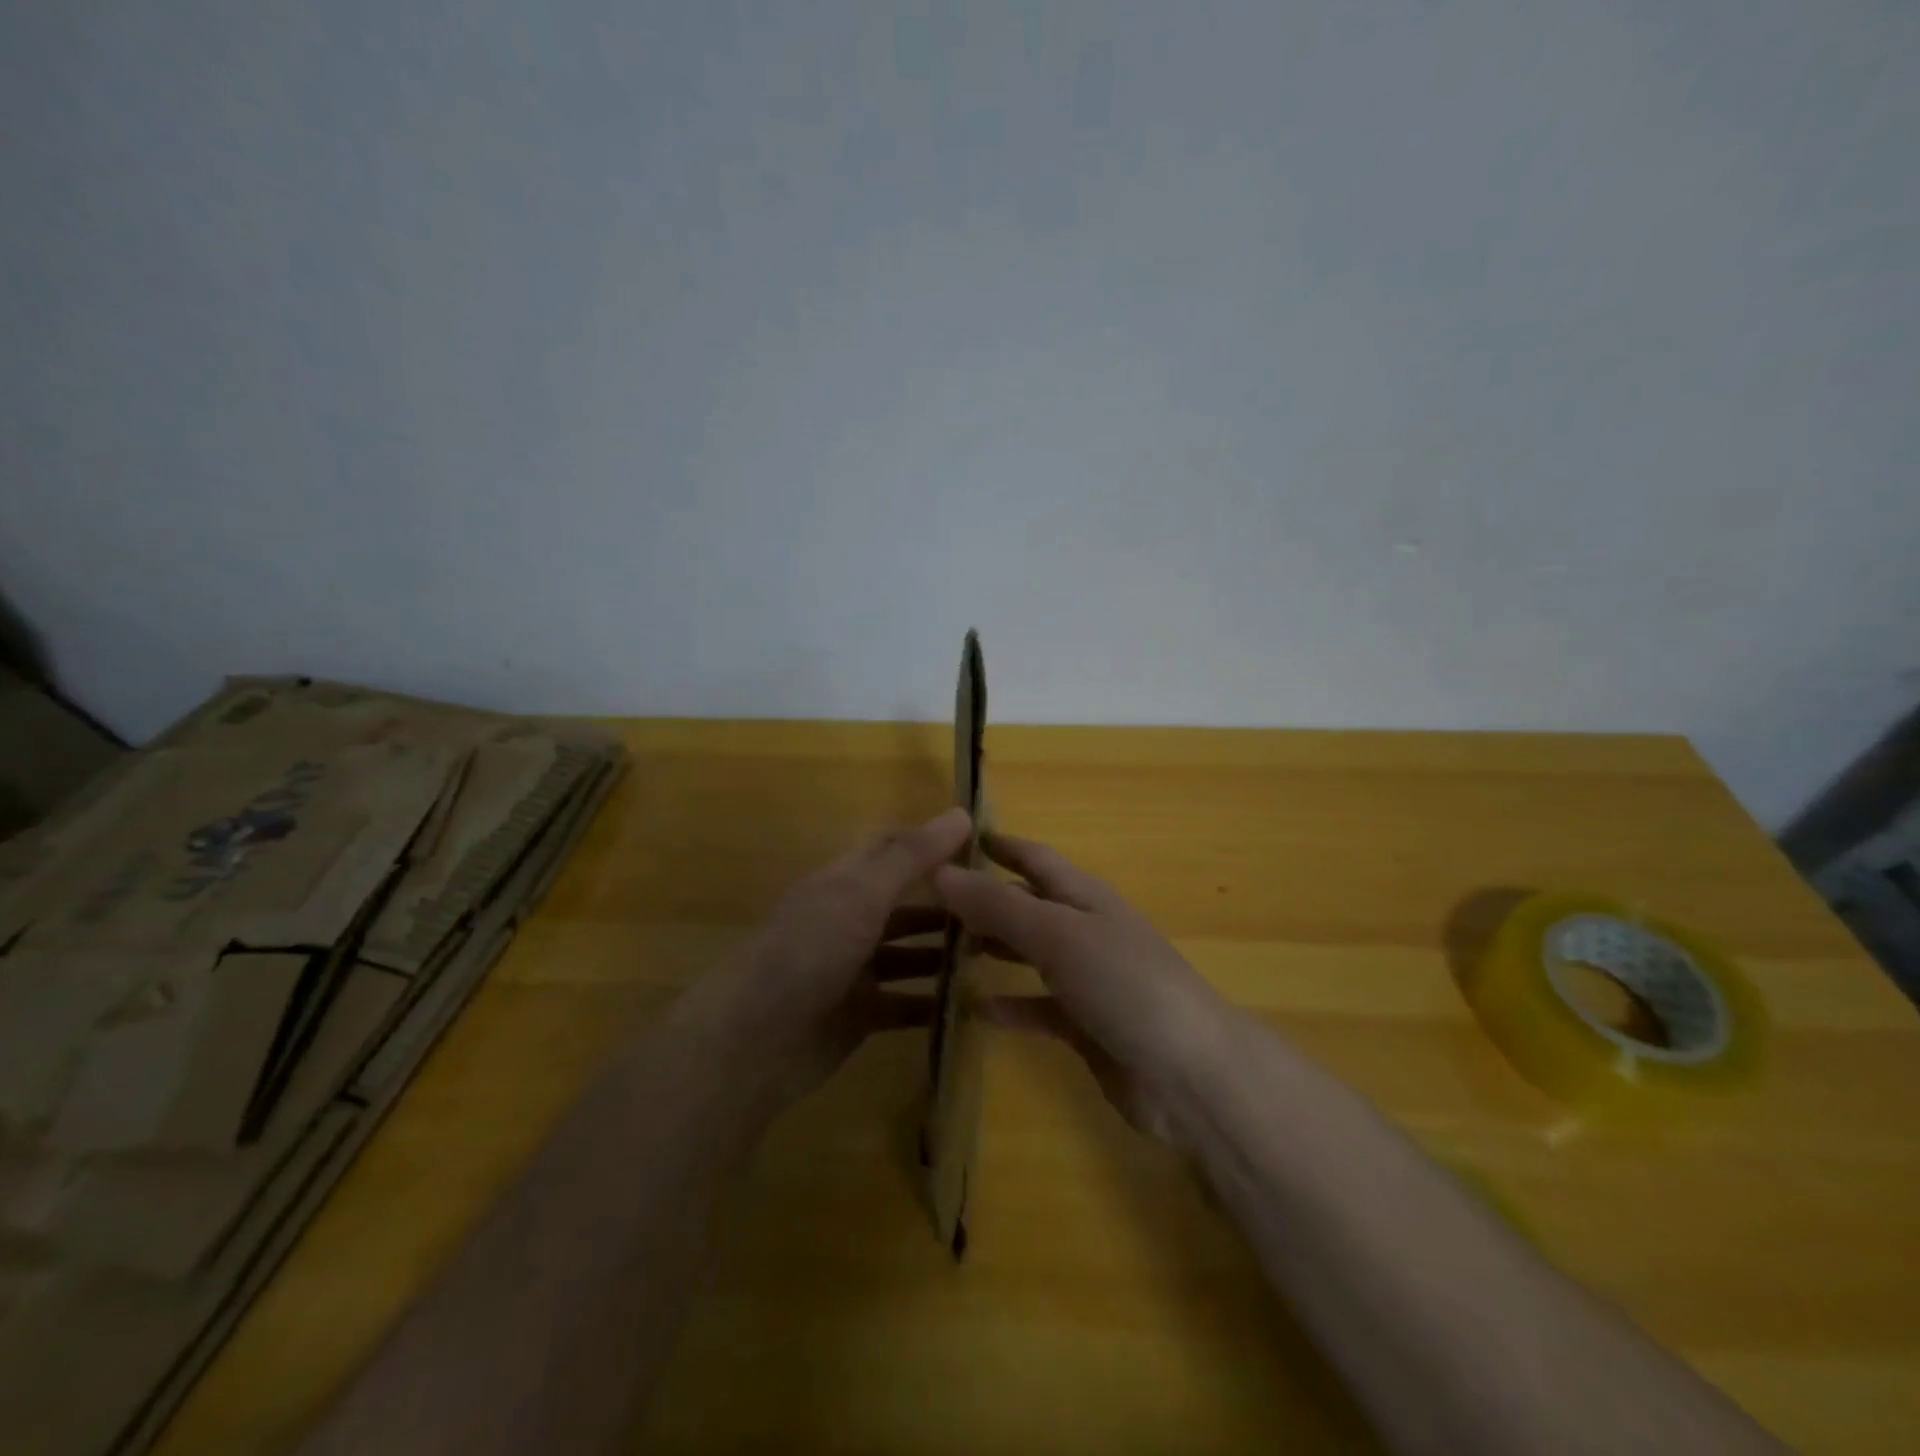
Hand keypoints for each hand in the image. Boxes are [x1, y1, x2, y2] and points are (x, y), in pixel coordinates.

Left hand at [669, 807, 971, 1108]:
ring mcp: (853, 970)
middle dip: (948, 905)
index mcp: (844, 882)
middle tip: (1005, 909)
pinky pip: (905, 1003)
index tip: (986, 846)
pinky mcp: (859, 1015)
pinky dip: (933, 1003)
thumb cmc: (808, 951)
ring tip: (996, 955)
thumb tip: (961, 813)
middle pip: (905, 904)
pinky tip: (972, 1004)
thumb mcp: (862, 894)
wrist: (753, 1041)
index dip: (934, 843)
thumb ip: (911, 856)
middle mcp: (848, 920)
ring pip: (908, 954)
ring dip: (945, 954)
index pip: (894, 849)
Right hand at [933, 833, 1232, 1143]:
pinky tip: (976, 1011)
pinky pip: (1038, 1008)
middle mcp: (1084, 931)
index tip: (955, 839)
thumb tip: (940, 871)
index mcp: (1084, 897)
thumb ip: (999, 905)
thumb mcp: (1057, 934)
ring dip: (993, 949)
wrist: (1188, 1073)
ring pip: (1030, 954)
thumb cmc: (1124, 983)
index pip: (1035, 859)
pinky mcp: (1086, 1025)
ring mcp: (1087, 979)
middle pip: (1028, 905)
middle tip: (930, 903)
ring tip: (943, 951)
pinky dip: (1011, 1007)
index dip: (1001, 846)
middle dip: (986, 900)